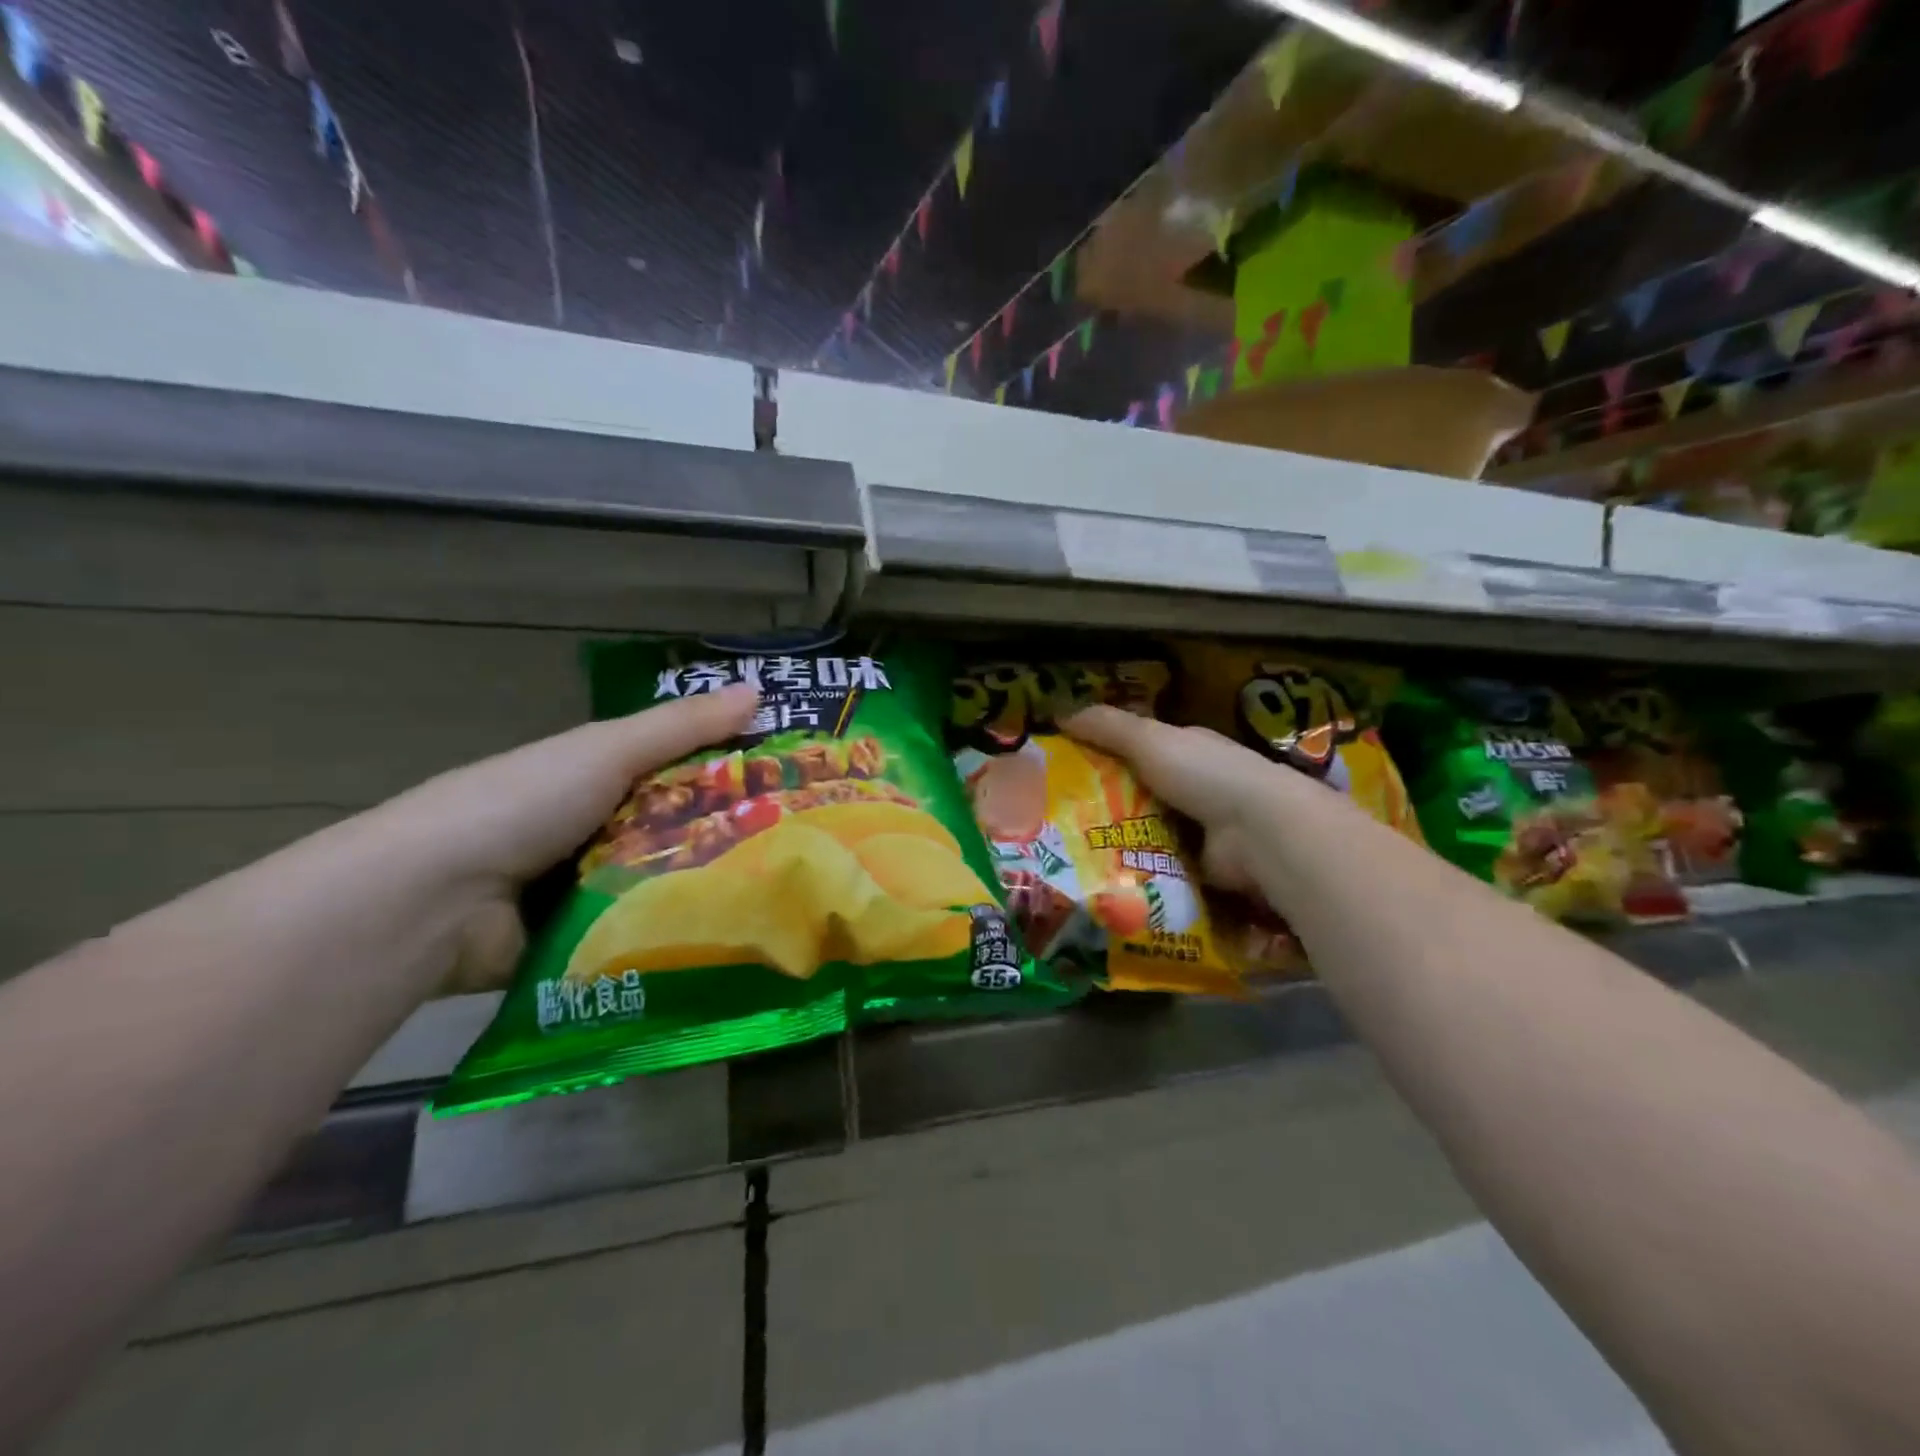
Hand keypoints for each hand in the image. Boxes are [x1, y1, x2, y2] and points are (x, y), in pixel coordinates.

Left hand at [370, 684, 759, 994]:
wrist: (433, 900)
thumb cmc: (523, 803)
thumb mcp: (606, 751)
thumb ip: (681, 727)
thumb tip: (758, 690)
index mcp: (596, 776)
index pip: (679, 768)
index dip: (731, 769)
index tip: (791, 781)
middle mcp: (595, 828)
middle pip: (679, 826)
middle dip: (730, 834)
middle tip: (801, 847)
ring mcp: (587, 888)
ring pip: (666, 881)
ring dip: (707, 886)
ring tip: (782, 894)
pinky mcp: (582, 941)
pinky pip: (641, 930)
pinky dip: (674, 931)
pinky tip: (732, 936)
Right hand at [1061, 705, 1287, 896]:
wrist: (1258, 832)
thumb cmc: (1204, 773)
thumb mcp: (1149, 739)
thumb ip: (1106, 726)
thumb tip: (1058, 714)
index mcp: (1186, 749)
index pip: (1138, 748)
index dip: (1103, 754)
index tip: (1064, 769)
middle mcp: (1195, 786)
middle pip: (1137, 792)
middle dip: (1102, 803)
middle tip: (1057, 819)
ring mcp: (1199, 828)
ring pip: (1144, 831)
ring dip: (1115, 840)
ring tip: (1068, 852)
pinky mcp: (1198, 866)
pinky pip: (1157, 866)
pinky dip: (1136, 869)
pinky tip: (1100, 876)